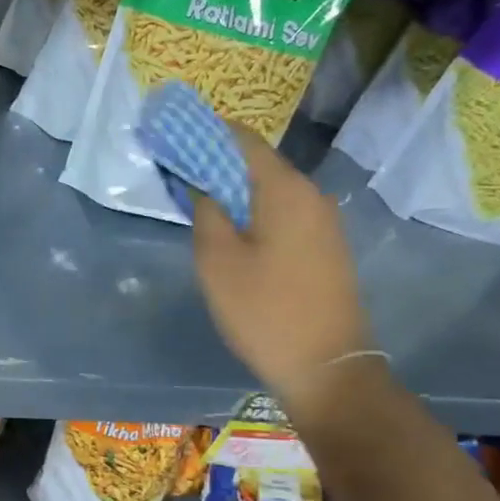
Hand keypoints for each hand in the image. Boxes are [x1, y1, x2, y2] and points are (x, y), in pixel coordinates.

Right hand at [191, 123, 370, 410]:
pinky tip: (229, 228)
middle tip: (176, 171)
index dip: (206, 133)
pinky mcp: (324, 246)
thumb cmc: (264, 310)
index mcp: (285, 189)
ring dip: (233, 188)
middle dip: (216, 162)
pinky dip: (253, 209)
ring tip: (195, 198)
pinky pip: (282, 212)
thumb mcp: (217, 260)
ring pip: (269, 189)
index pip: (242, 140)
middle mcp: (311, 195)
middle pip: (257, 163)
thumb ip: (205, 211)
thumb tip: (201, 184)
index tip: (172, 136)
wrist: (326, 367)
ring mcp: (323, 222)